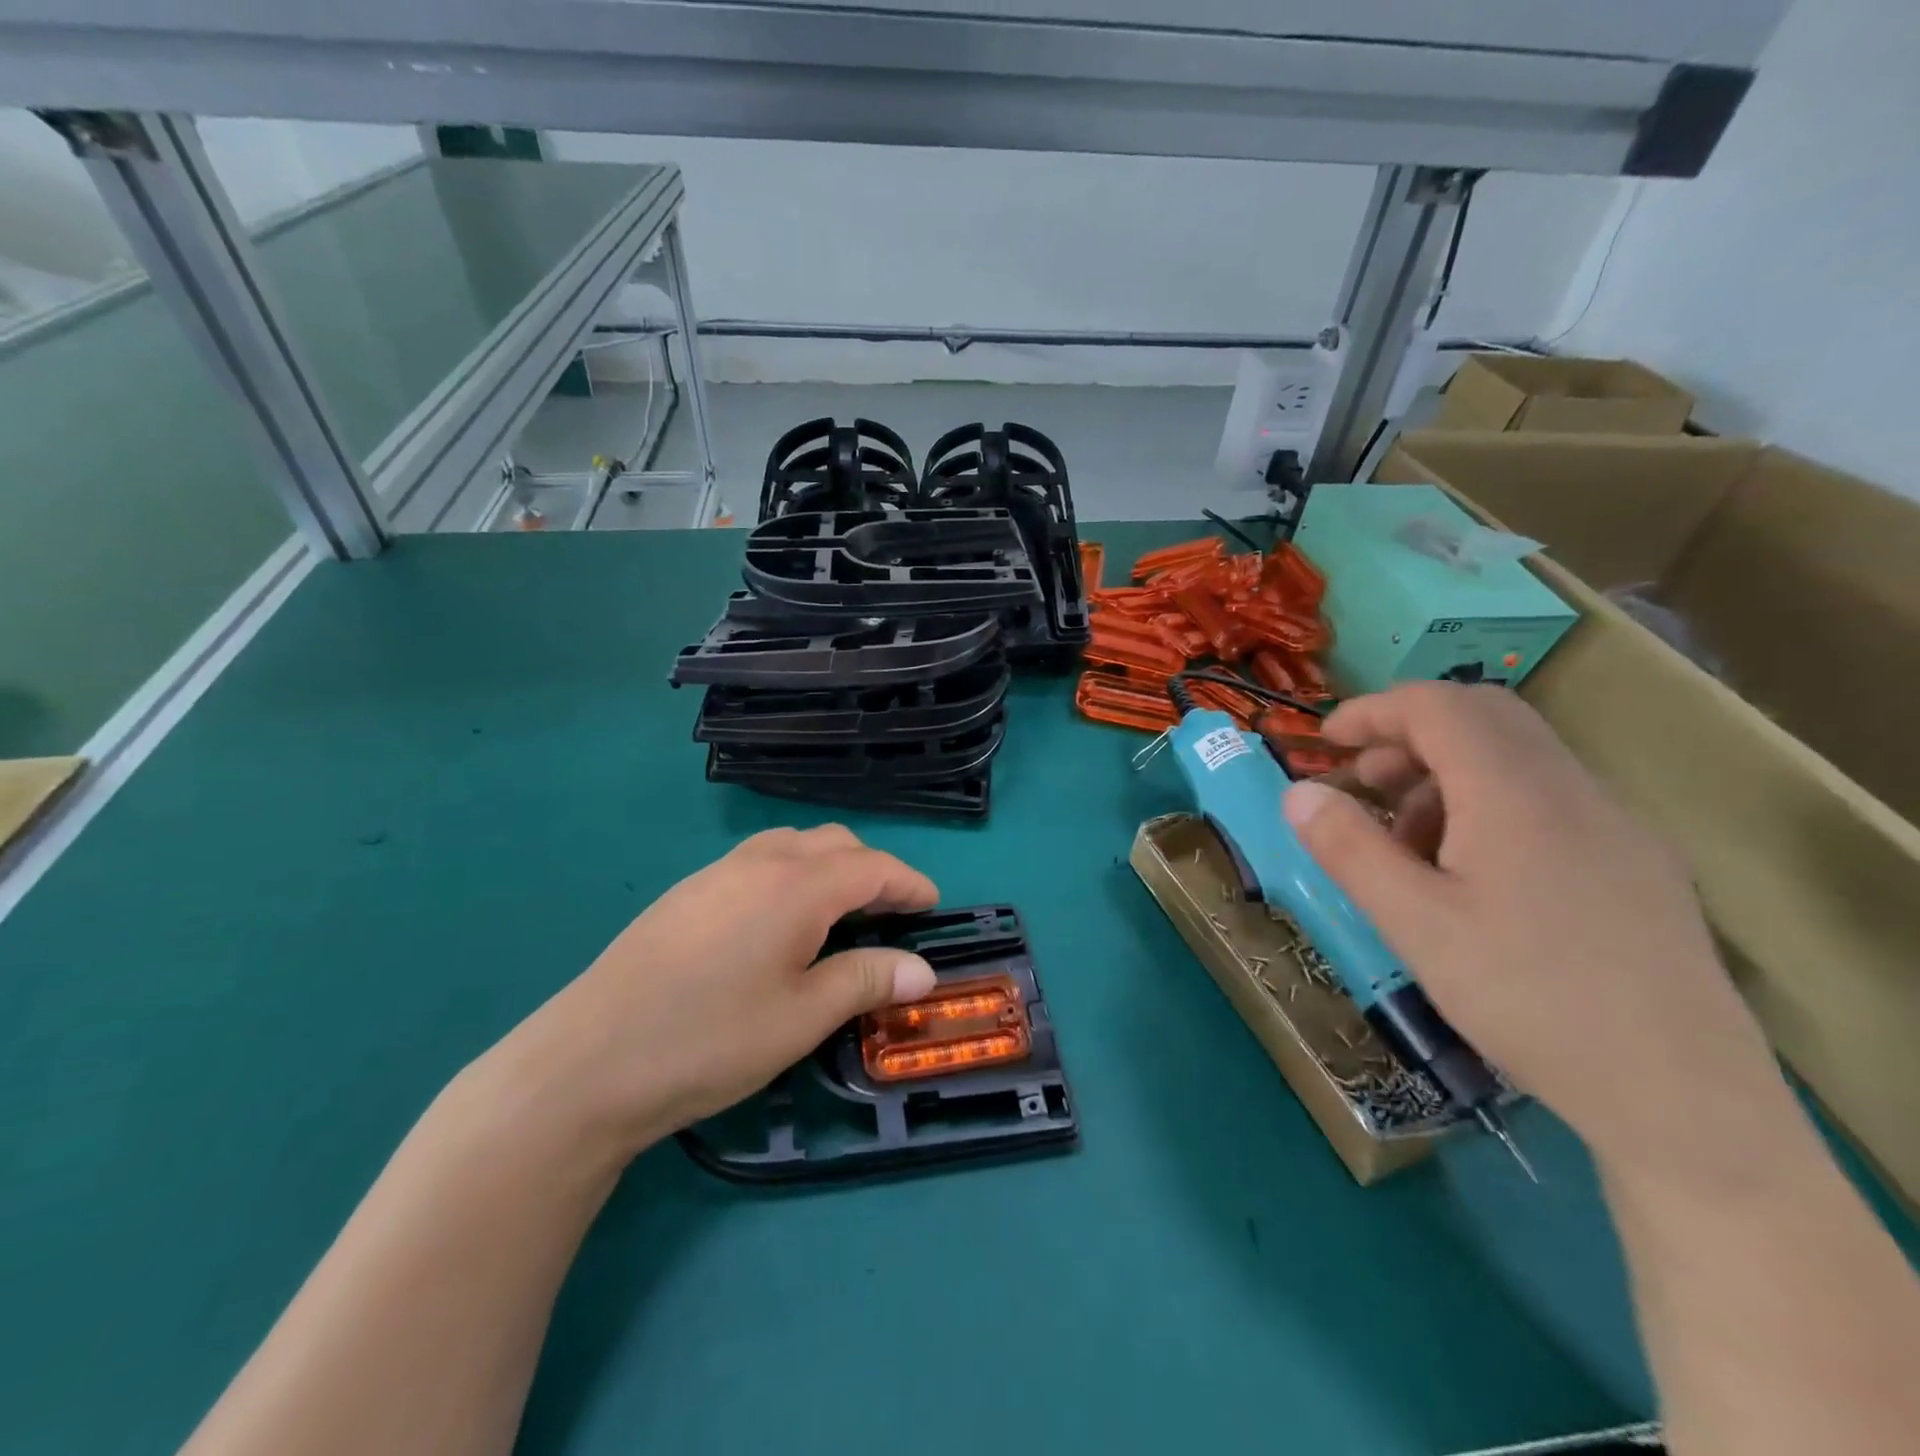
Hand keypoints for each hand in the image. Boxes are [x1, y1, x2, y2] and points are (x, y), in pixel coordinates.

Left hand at [478, 826, 939, 1156]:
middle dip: (871, 870)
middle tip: (889, 915)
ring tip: (837, 914)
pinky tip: (777, 924)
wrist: (586, 1062)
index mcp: (797, 885)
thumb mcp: (802, 1017)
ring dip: (828, 867)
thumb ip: (866, 980)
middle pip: (834, 844)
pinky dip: (789, 875)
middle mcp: (759, 862)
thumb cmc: (709, 1039)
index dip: (909, 883)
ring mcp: (716, 873)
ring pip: (791, 846)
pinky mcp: (685, 893)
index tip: (932, 906)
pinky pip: (756, 862)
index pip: (872, 866)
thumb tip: (924, 969)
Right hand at [1282, 682, 1793, 1177]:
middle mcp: (1573, 790)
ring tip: (1408, 844)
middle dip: (1409, 735)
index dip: (1372, 711)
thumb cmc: (1528, 999)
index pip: (1437, 707)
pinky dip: (1489, 803)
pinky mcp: (1637, 865)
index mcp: (1515, 794)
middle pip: (1484, 716)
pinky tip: (1471, 875)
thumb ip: (1349, 848)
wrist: (1683, 1100)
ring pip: (1518, 757)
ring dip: (1447, 774)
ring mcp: (1616, 826)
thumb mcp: (1414, 924)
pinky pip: (1550, 798)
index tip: (1324, 742)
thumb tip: (1298, 792)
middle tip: (1364, 782)